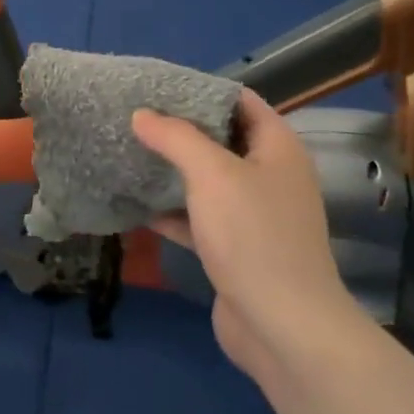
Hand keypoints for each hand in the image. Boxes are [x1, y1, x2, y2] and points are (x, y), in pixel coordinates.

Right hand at [132, 90, 359, 380]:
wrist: (283, 326)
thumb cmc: (252, 235)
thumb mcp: (211, 173)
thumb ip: (175, 137)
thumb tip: (142, 114)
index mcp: (278, 148)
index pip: (241, 100)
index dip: (202, 90)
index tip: (159, 87)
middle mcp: (271, 176)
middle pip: (222, 139)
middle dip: (181, 130)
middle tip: (136, 119)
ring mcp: (256, 215)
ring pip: (209, 181)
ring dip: (174, 171)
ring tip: (130, 154)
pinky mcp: (238, 249)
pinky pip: (202, 218)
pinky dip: (174, 211)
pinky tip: (138, 207)